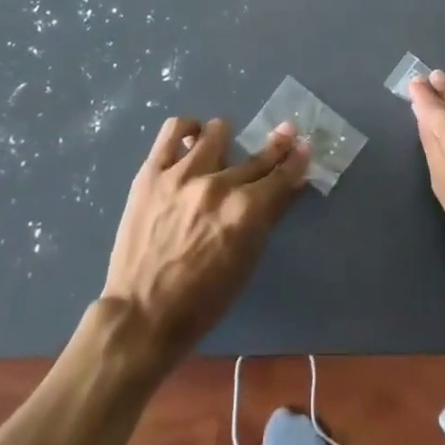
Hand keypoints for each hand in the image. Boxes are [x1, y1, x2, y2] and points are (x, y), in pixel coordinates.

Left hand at [100, 116, 309, 371]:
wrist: (141, 315)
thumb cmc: (201, 300)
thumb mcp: (246, 261)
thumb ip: (268, 216)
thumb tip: (289, 184)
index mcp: (245, 212)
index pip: (280, 175)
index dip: (296, 159)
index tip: (303, 146)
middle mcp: (218, 185)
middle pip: (255, 156)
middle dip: (276, 145)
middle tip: (285, 133)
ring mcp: (182, 174)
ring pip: (216, 132)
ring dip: (226, 140)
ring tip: (222, 149)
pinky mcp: (152, 172)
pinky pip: (173, 130)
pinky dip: (187, 129)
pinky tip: (192, 138)